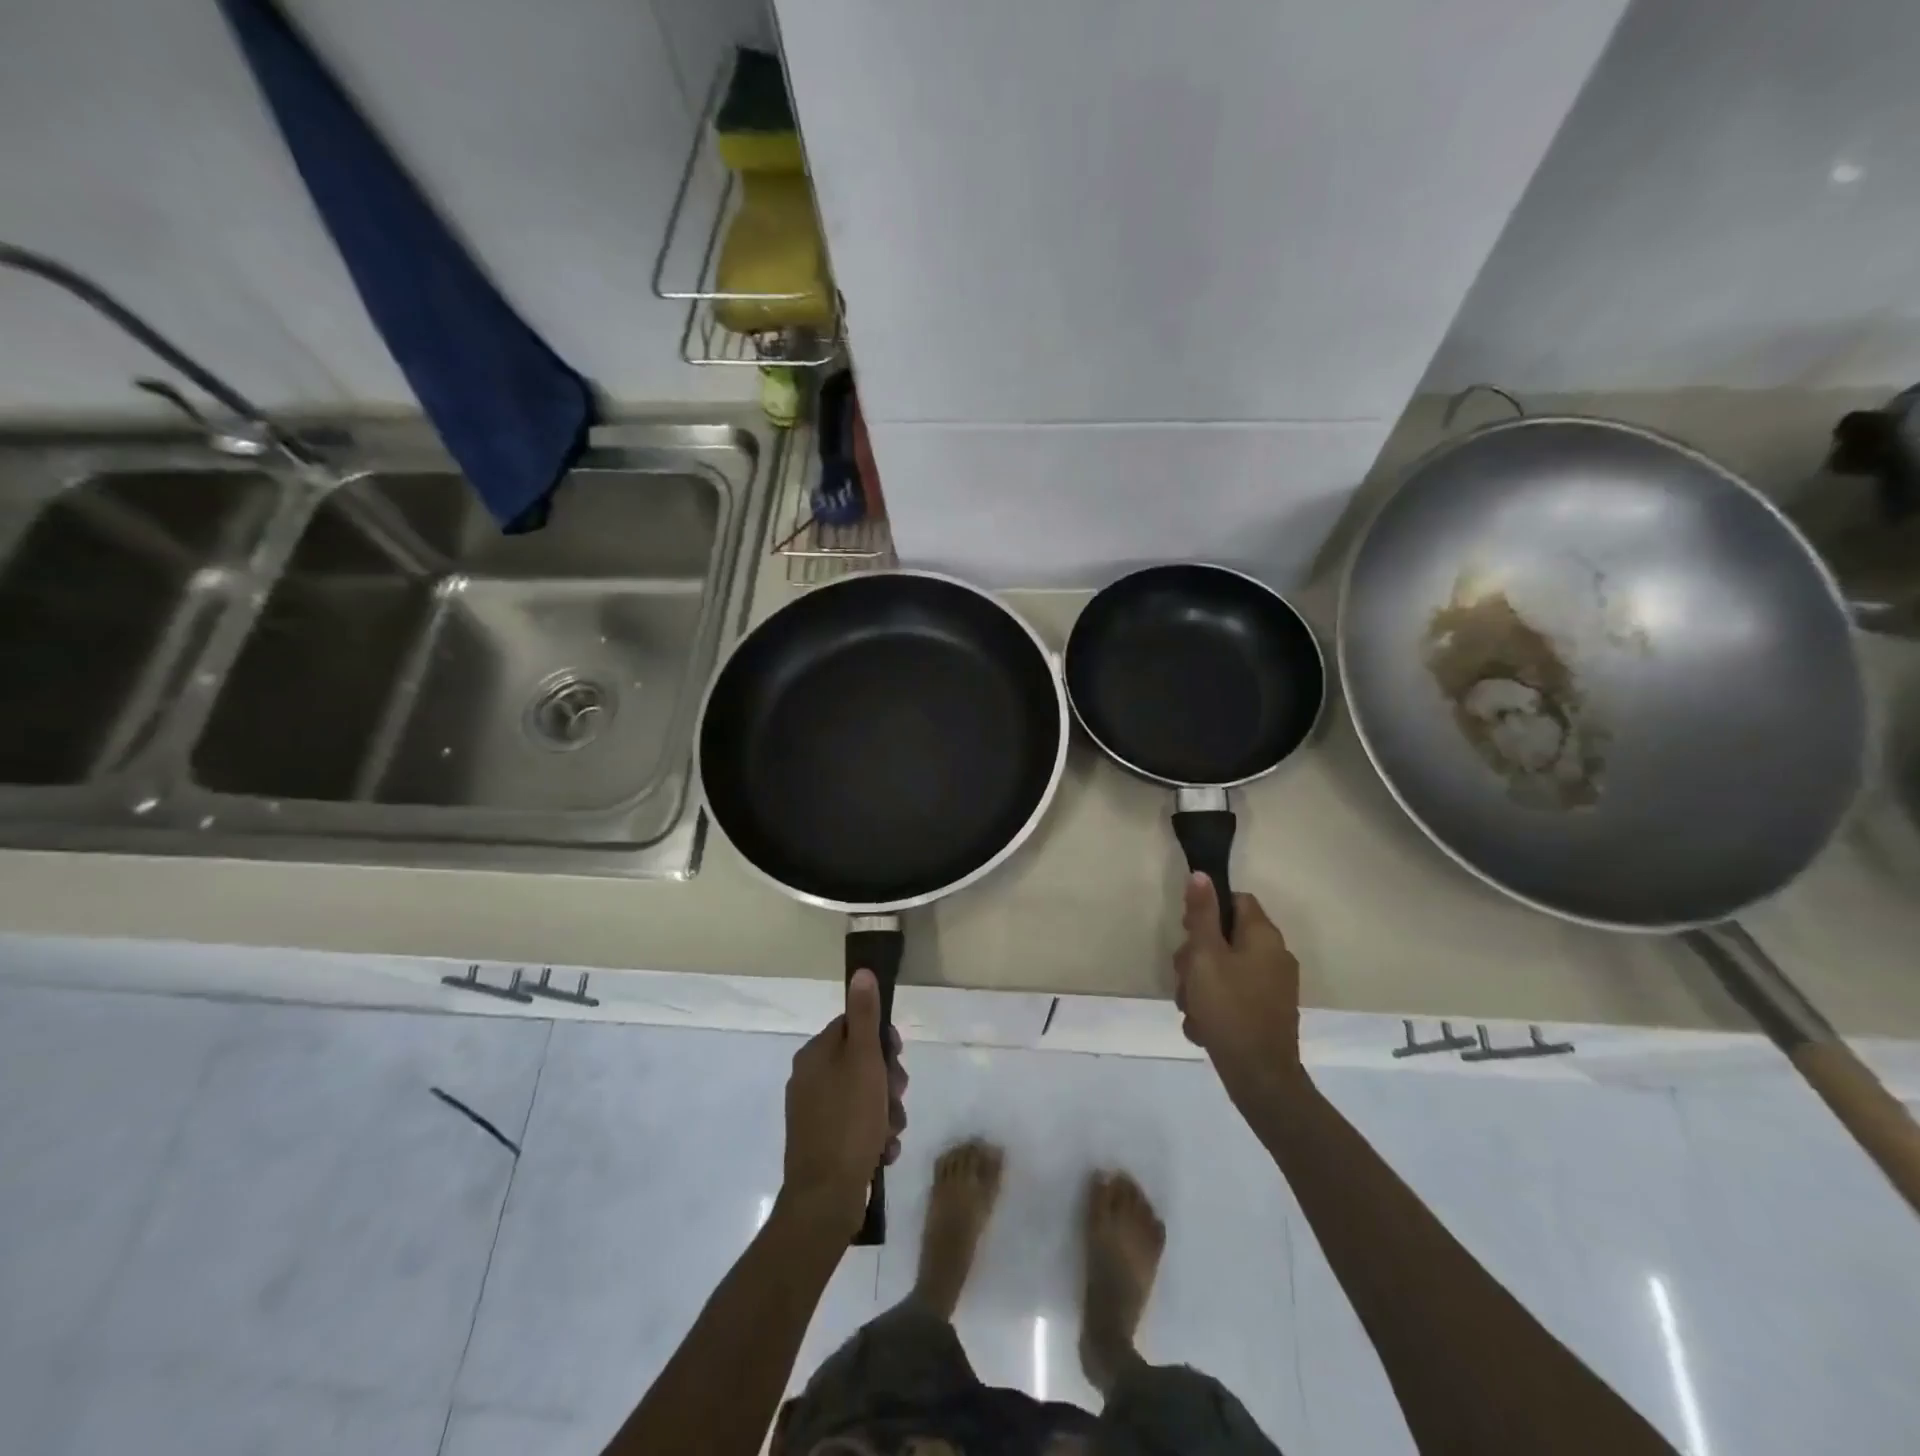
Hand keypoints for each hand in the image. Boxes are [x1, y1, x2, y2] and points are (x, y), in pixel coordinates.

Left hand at [781, 969, 908, 1237]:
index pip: (854, 1026)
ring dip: (886, 1112)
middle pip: (862, 1062)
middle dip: (888, 1082)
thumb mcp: (864, 1062)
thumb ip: (865, 1016)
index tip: (897, 1059)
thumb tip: (861, 972)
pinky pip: (856, 1126)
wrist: (825, 1199)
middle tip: (897, 1099)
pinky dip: (873, 1135)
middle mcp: (810, 1078)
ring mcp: (814, 1113)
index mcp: (815, 1054)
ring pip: (864, 1096)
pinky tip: (882, 1151)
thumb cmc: (849, 1121)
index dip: (881, 1041)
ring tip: (890, 1134)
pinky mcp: (821, 1142)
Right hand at [1174, 874, 1302, 1098]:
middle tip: (1185, 977)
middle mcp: (1274, 956)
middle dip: (1196, 956)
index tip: (1187, 932)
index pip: (1235, 900)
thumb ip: (1201, 915)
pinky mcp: (1266, 1012)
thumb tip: (1201, 875)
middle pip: (1224, 937)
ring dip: (1200, 985)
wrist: (1260, 1077)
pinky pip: (1232, 995)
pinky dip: (1214, 1006)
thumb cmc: (1229, 1008)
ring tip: (1192, 1008)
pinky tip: (1203, 1026)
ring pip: (1223, 969)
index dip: (1206, 911)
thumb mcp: (1205, 956)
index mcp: (1264, 937)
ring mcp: (1273, 987)